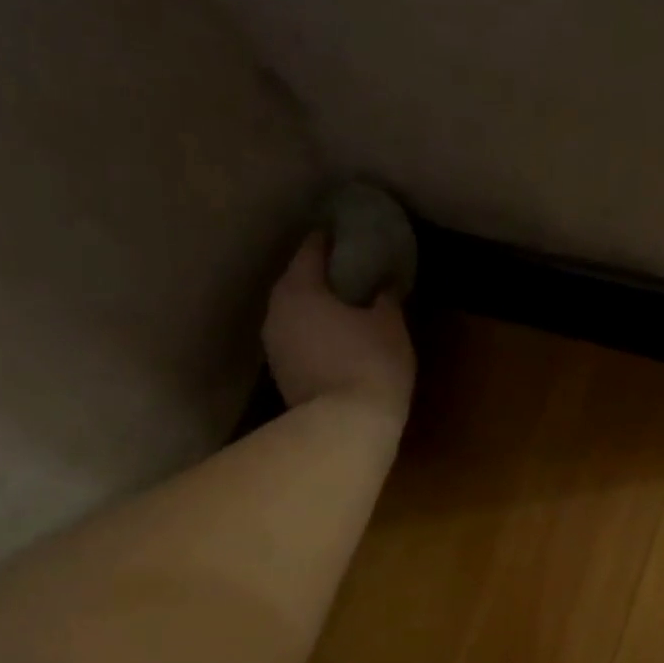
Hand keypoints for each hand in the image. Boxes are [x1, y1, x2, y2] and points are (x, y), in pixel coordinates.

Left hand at [263, 232, 415, 413]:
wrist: (345, 428)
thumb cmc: (370, 364)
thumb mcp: (390, 325)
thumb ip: (385, 298)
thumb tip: (385, 285)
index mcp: (299, 288)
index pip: (312, 249)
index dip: (332, 239)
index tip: (349, 234)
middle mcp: (276, 311)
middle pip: (299, 281)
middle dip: (323, 276)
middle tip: (353, 272)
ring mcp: (274, 346)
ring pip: (296, 314)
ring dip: (317, 308)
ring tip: (347, 308)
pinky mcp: (281, 375)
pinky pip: (299, 340)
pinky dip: (315, 334)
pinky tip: (338, 340)